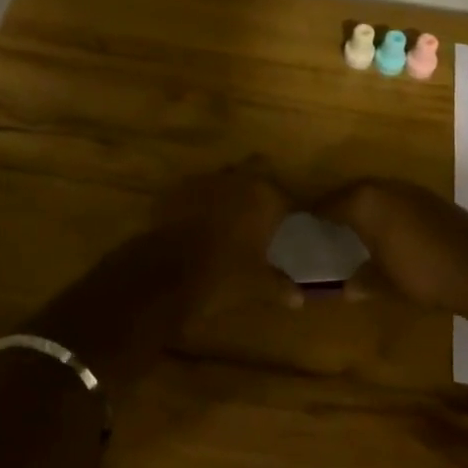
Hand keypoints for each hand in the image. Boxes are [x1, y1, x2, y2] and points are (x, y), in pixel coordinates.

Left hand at [153, 158, 299, 313]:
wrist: (168, 271)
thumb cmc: (225, 274)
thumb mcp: (258, 285)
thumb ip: (280, 286)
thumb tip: (299, 299)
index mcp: (265, 197)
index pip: (287, 196)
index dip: (289, 209)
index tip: (289, 220)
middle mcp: (238, 180)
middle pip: (257, 168)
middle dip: (259, 183)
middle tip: (260, 208)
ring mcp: (205, 180)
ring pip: (224, 176)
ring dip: (228, 190)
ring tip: (227, 214)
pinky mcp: (177, 188)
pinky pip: (195, 188)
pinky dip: (200, 200)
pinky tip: (197, 219)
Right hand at [313, 178, 467, 317]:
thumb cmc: (422, 275)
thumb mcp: (385, 284)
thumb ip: (363, 281)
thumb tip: (346, 288)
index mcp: (365, 204)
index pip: (329, 204)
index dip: (315, 213)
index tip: (303, 220)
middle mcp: (385, 188)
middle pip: (353, 193)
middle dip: (340, 207)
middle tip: (328, 224)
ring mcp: (411, 190)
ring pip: (378, 193)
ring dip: (366, 207)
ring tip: (357, 228)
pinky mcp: (432, 198)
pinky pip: (398, 199)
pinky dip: (389, 210)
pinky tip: (392, 231)